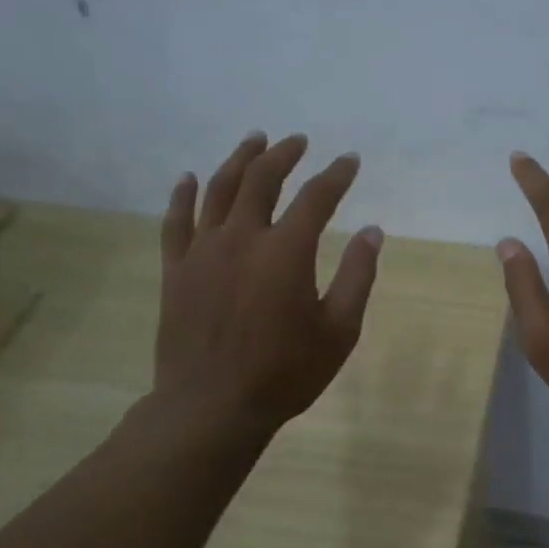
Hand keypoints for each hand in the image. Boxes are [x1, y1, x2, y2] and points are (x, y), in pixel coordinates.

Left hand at [150, 131, 381, 439]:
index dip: (336, 176)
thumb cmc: (285, 374)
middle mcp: (242, 238)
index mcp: (286, 252)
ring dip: (239, 160)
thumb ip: (357, 277)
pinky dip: (182, 195)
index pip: (316, 198)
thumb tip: (373, 232)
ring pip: (218, 189)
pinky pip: (175, 221)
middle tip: (298, 142)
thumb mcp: (338, 332)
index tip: (350, 161)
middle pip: (262, 180)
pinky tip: (188, 178)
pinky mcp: (175, 270)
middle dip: (284, 155)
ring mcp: (202, 251)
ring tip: (254, 140)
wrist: (212, 406)